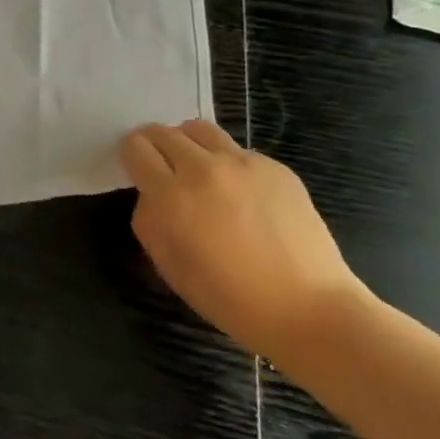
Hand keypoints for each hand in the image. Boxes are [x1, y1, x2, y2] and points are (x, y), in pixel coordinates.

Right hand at [120, 119, 369, 364]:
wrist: (308, 309)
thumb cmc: (230, 298)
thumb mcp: (169, 266)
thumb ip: (149, 221)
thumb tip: (152, 195)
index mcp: (172, 196)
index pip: (136, 148)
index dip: (131, 156)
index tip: (137, 170)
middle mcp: (204, 169)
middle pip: (164, 132)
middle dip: (156, 146)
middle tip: (163, 170)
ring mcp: (243, 163)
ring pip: (199, 130)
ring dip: (189, 144)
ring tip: (198, 171)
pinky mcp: (275, 167)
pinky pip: (237, 150)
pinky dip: (226, 163)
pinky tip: (241, 195)